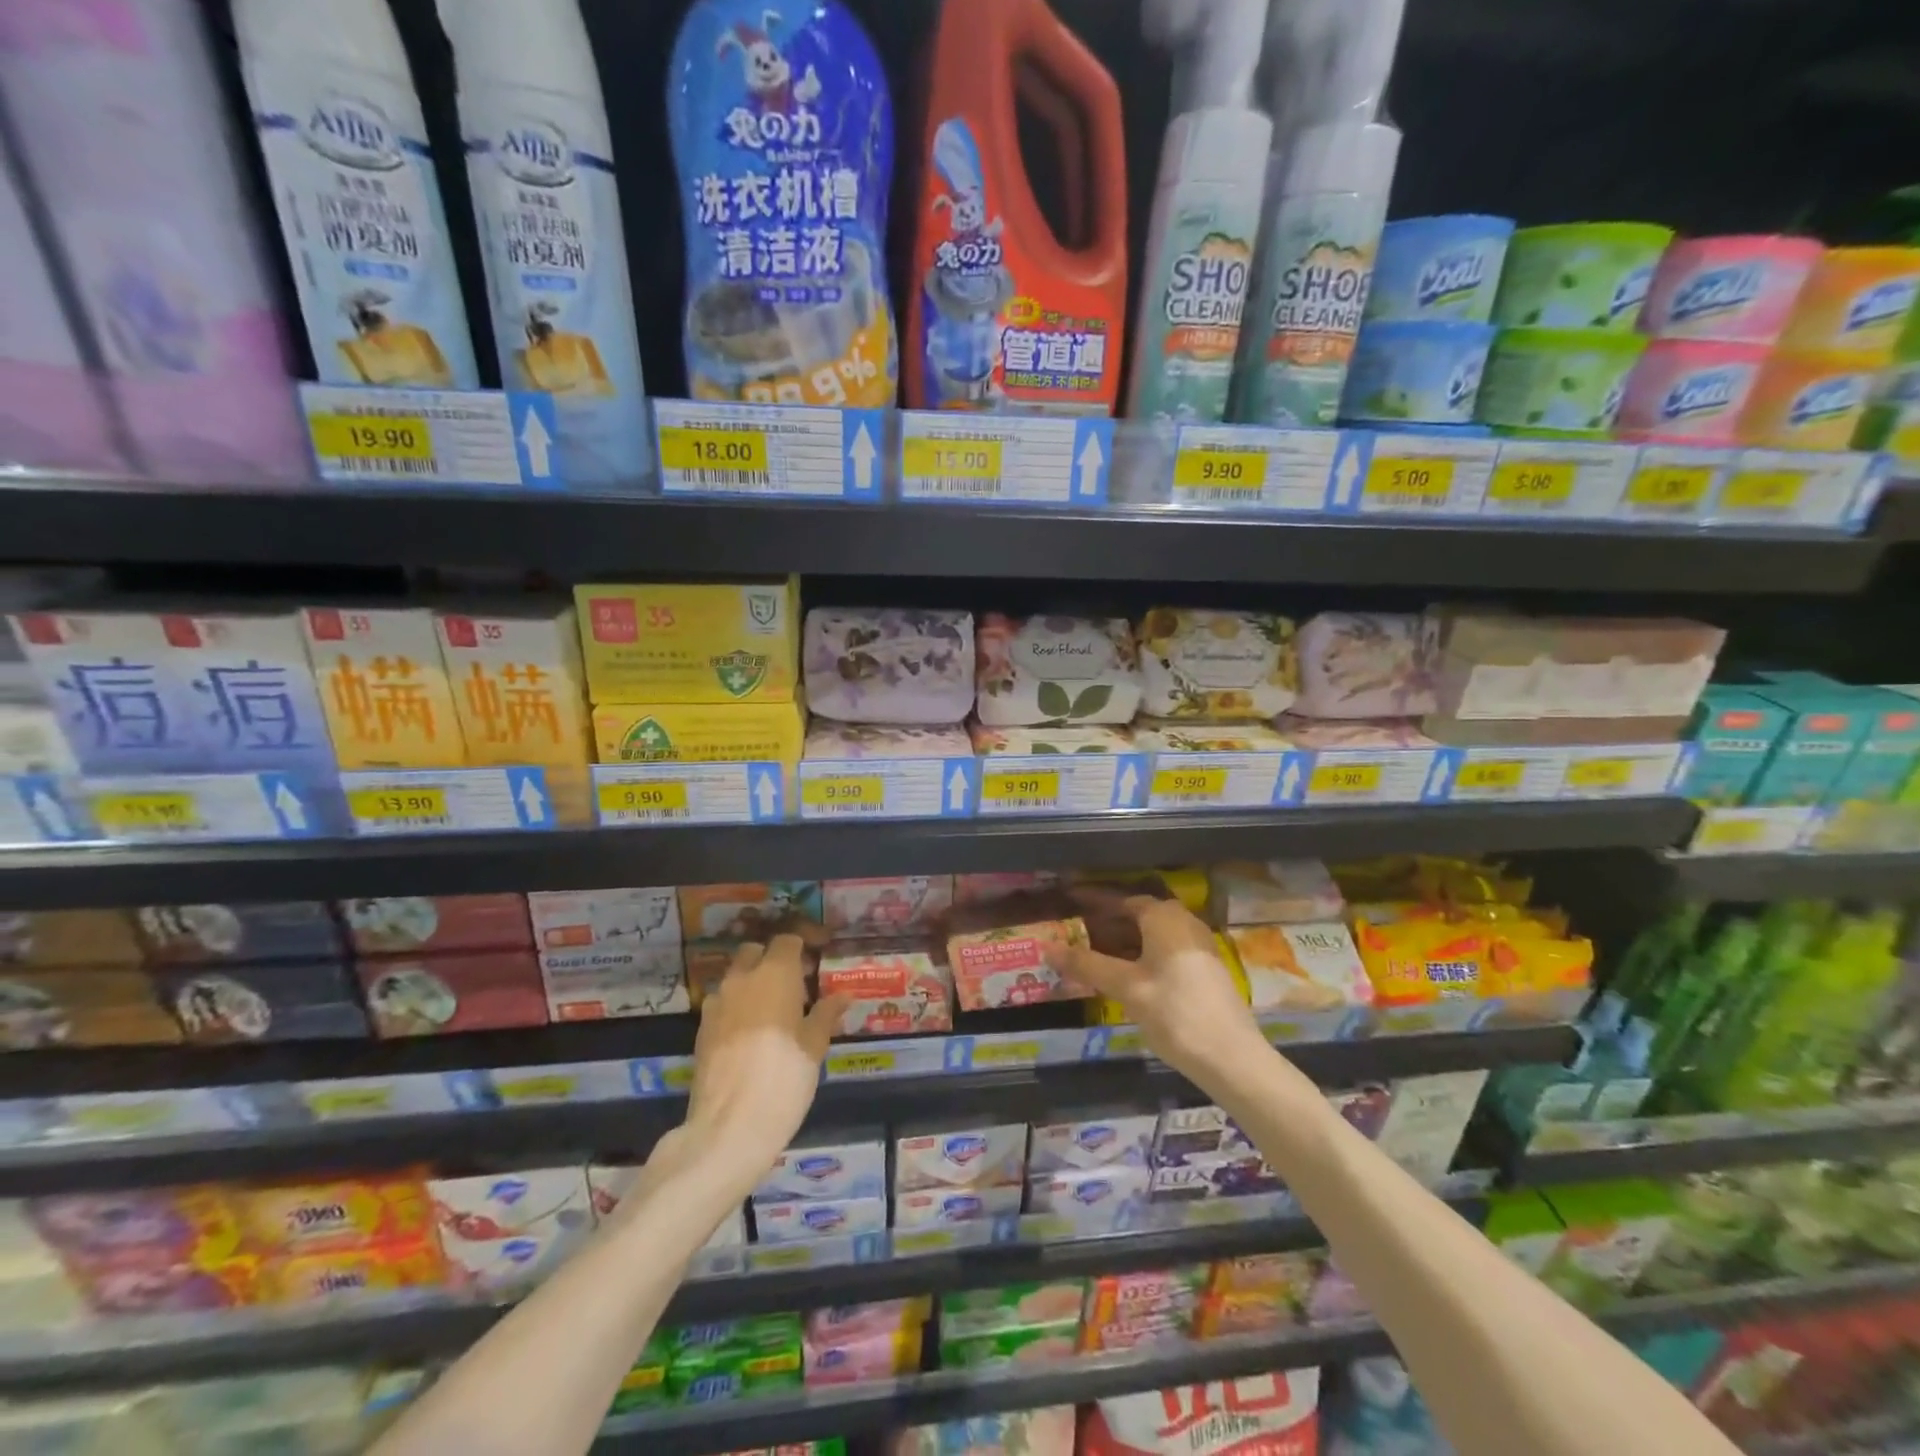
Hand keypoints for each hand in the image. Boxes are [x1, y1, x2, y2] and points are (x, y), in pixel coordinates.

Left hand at [681, 933, 847, 1185]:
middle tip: (796, 984)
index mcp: (774, 973)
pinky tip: (753, 1034)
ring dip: (753, 983)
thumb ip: (826, 1014)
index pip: (787, 940)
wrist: (729, 1127)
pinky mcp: (701, 1030)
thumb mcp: (814, 1046)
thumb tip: (842, 994)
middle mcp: (742, 979)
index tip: (818, 959)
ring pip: (736, 978)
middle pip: (755, 953)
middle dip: (773, 960)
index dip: (803, 945)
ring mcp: (716, 1004)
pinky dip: (738, 1007)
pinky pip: (723, 1004)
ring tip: (774, 1011)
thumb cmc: (784, 1077)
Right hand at [1052, 891, 1262, 1076]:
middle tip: (1076, 937)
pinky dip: (1141, 957)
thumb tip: (1047, 947)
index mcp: (1164, 917)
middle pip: (1137, 917)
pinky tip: (1125, 979)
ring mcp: (1198, 947)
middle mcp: (1184, 923)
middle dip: (1106, 925)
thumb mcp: (1126, 988)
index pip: (1121, 901)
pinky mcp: (1204, 971)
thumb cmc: (1175, 1013)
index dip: (1093, 903)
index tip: (1068, 906)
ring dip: (1123, 944)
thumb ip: (1086, 964)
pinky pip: (1164, 952)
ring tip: (1094, 960)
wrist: (1232, 1058)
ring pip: (1151, 937)